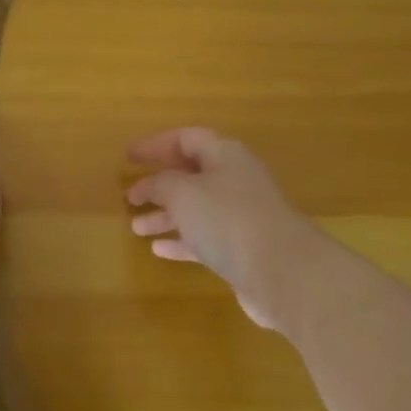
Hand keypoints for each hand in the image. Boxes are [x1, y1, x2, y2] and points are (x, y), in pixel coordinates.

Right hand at [126, 128, 321, 332]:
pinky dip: (181, 240)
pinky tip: (158, 249)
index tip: (129, 156)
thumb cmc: (227, 220)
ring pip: (196, 209)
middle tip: (130, 195)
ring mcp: (241, 216)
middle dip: (160, 184)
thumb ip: (162, 184)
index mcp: (225, 156)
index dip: (156, 145)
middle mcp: (235, 180)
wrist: (281, 271)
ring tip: (136, 227)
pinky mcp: (243, 249)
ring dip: (166, 215)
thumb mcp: (184, 193)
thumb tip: (152, 184)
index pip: (186, 139)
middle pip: (192, 175)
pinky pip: (205, 238)